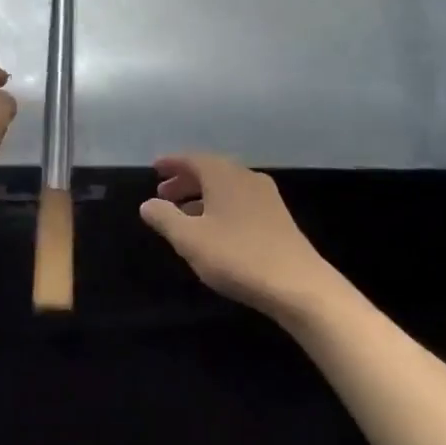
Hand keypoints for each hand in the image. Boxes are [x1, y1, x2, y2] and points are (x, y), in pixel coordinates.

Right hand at [138, 153, 341, 322]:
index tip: (155, 168)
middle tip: (164, 194)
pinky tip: (214, 230)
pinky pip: (240, 201)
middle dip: (185, 181)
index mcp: (224, 175)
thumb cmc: (237, 256)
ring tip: (184, 215)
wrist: (298, 285)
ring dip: (202, 196)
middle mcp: (246, 177)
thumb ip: (165, 218)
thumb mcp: (190, 239)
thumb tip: (147, 203)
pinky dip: (220, 207)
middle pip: (211, 171)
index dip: (172, 163)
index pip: (192, 159)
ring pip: (226, 187)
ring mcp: (266, 197)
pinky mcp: (278, 218)